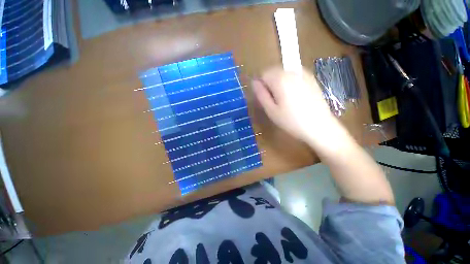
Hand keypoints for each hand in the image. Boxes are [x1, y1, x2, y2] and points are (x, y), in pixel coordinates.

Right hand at [252, 67, 341, 146]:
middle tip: (274, 101)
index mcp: (280, 79)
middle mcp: (292, 72)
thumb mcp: (271, 110)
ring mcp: (303, 74)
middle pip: (274, 71)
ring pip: (284, 73)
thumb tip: (254, 82)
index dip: (262, 86)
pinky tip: (295, 97)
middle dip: (270, 84)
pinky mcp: (311, 78)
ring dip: (280, 83)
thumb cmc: (291, 121)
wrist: (320, 126)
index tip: (266, 99)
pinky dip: (290, 83)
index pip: (263, 74)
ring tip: (285, 100)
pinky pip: (294, 76)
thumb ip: (261, 94)